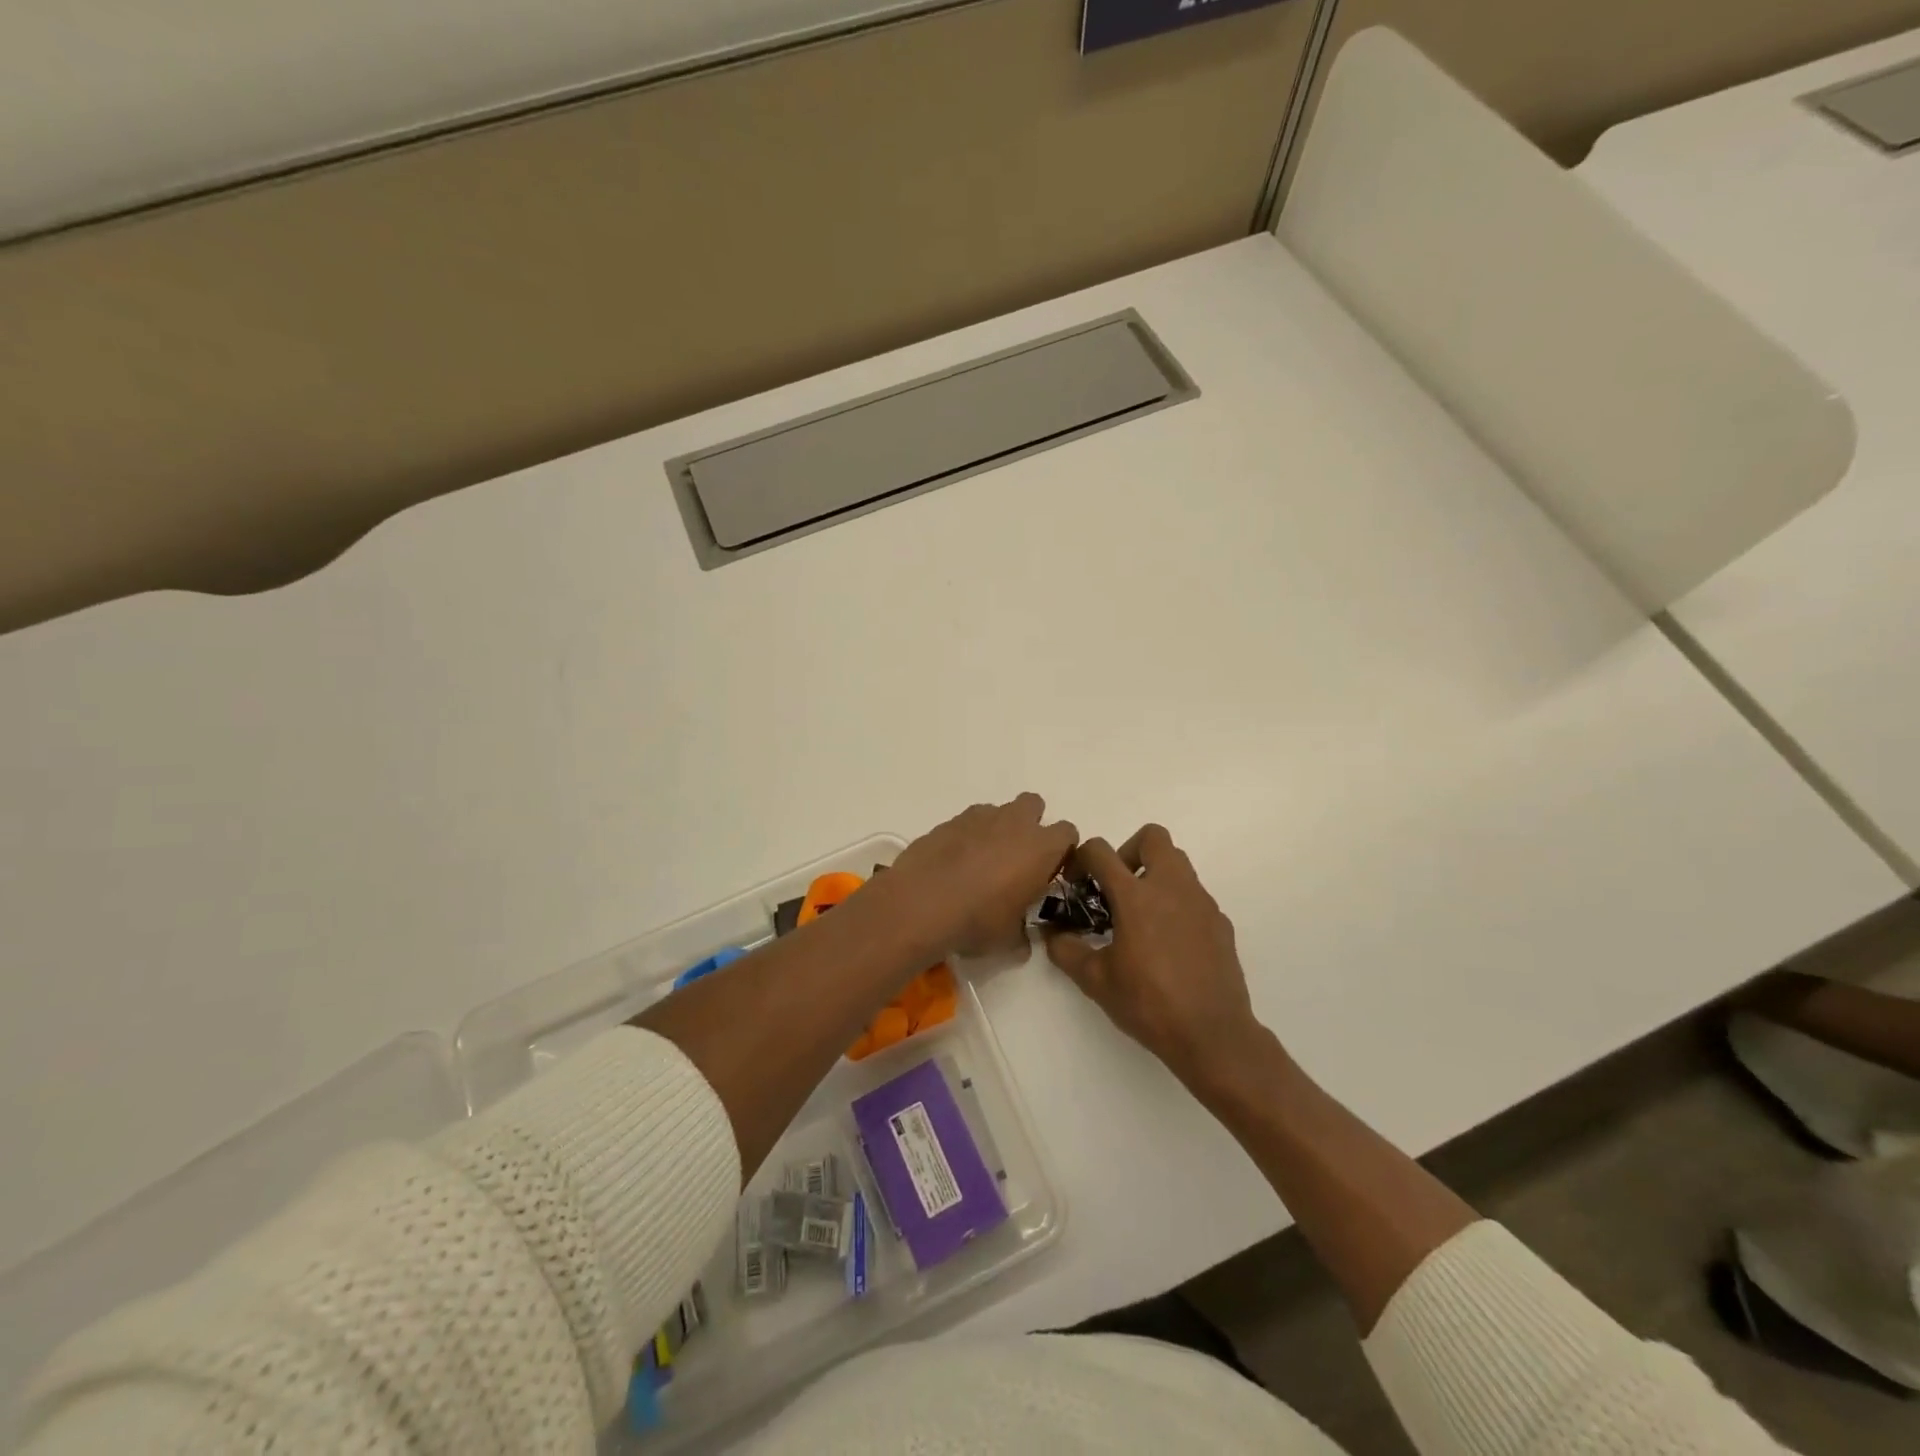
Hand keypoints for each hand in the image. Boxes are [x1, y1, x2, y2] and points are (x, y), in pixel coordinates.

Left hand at [887, 794, 1077, 957]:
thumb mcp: (1008, 939)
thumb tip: (1023, 941)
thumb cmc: (976, 920)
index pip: (1068, 833)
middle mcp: (1014, 823)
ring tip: (982, 861)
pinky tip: (955, 861)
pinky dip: (968, 835)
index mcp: (1040, 848)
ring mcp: (979, 817)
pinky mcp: (949, 820)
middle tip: (1018, 858)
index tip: (1050, 871)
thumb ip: (1023, 935)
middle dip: (1030, 825)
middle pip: (1034, 805)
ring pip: (999, 811)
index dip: (1061, 850)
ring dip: (998, 829)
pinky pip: (969, 821)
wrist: (921, 903)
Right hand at [1045, 824, 1265, 1089]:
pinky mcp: (1220, 922)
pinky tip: (1168, 944)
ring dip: (1154, 876)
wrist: (1213, 1035)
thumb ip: (1066, 950)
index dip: (1081, 859)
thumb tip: (1052, 934)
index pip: (1101, 851)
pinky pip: (1193, 896)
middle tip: (1116, 888)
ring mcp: (1201, 902)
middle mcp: (1171, 887)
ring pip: (1177, 864)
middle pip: (1152, 837)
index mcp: (1136, 896)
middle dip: (1128, 852)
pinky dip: (1176, 904)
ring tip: (1140, 917)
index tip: (1075, 884)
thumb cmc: (1149, 1004)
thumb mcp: (1095, 980)